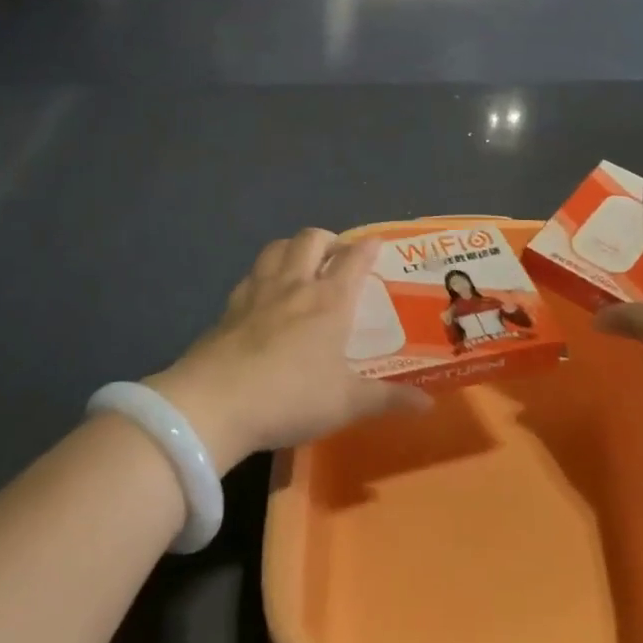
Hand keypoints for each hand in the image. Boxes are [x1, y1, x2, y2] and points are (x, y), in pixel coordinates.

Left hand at [146, 229, 429, 472]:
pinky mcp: (228, 308)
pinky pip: (251, 275)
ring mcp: (257, 293)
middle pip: (311, 240)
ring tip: (301, 261)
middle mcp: (294, 285)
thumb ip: (387, 400)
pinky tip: (264, 293)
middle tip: (337, 254)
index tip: (376, 243)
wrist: (214, 403)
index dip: (367, 247)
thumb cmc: (291, 397)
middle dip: (328, 238)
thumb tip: (427, 404)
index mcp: (329, 301)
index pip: (353, 260)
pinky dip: (264, 273)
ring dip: (293, 246)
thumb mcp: (346, 404)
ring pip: (276, 248)